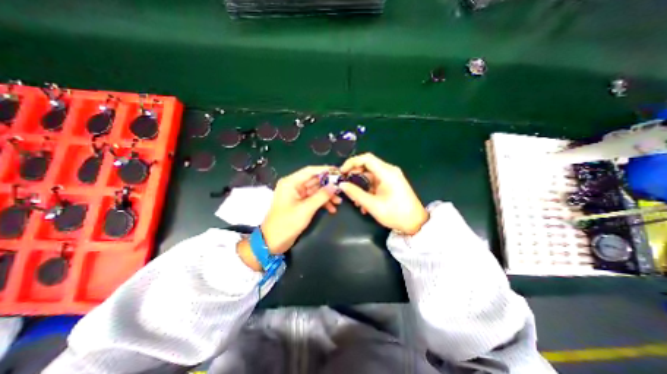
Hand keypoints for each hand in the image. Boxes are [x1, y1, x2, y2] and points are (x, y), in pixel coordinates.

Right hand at [340, 153, 427, 232]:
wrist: (415, 223)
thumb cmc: (395, 214)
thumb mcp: (372, 205)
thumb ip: (355, 193)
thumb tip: (342, 185)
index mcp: (387, 172)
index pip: (366, 159)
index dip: (351, 163)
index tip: (342, 172)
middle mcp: (389, 171)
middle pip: (367, 166)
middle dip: (354, 176)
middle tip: (346, 187)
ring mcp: (390, 177)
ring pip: (370, 176)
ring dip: (360, 186)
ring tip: (355, 201)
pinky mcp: (391, 184)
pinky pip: (375, 183)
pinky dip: (367, 190)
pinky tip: (364, 204)